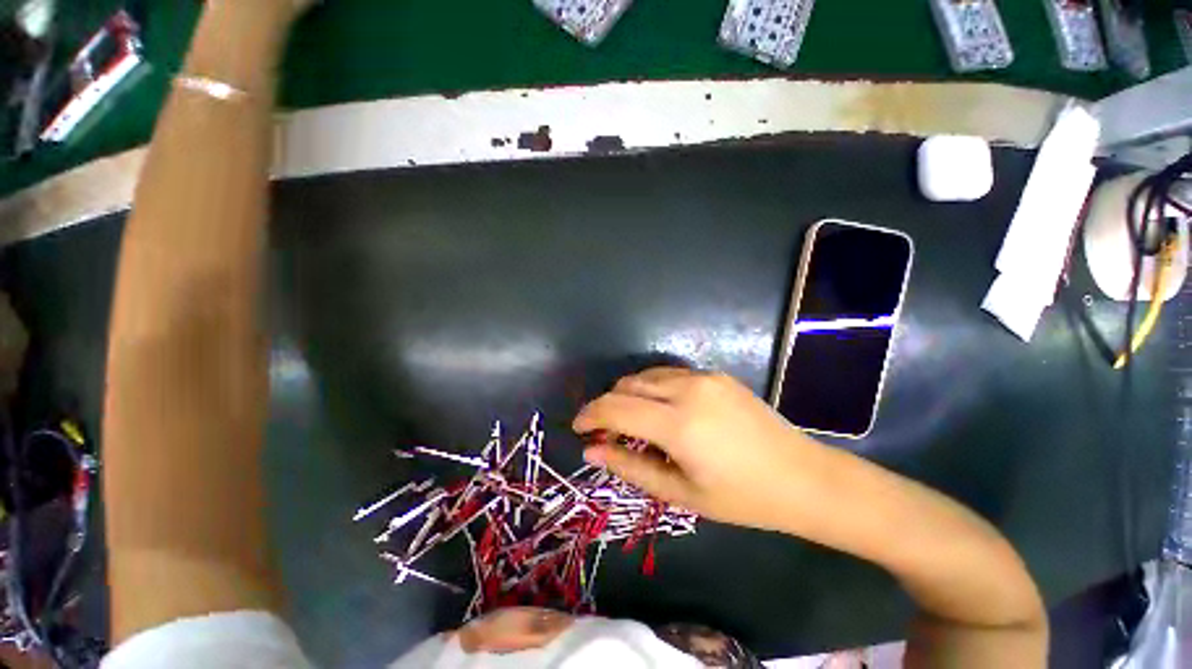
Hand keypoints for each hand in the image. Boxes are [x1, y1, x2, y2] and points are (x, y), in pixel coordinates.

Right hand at [573, 367, 830, 531]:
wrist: (803, 477)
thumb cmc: (742, 497)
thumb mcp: (681, 492)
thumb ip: (631, 467)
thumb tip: (592, 450)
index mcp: (678, 424)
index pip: (615, 408)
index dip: (589, 415)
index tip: (577, 427)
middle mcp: (687, 390)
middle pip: (626, 386)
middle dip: (607, 406)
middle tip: (606, 432)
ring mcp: (703, 377)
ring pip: (646, 376)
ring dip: (628, 395)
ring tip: (632, 422)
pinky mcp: (715, 374)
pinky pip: (668, 374)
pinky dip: (652, 388)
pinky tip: (661, 410)